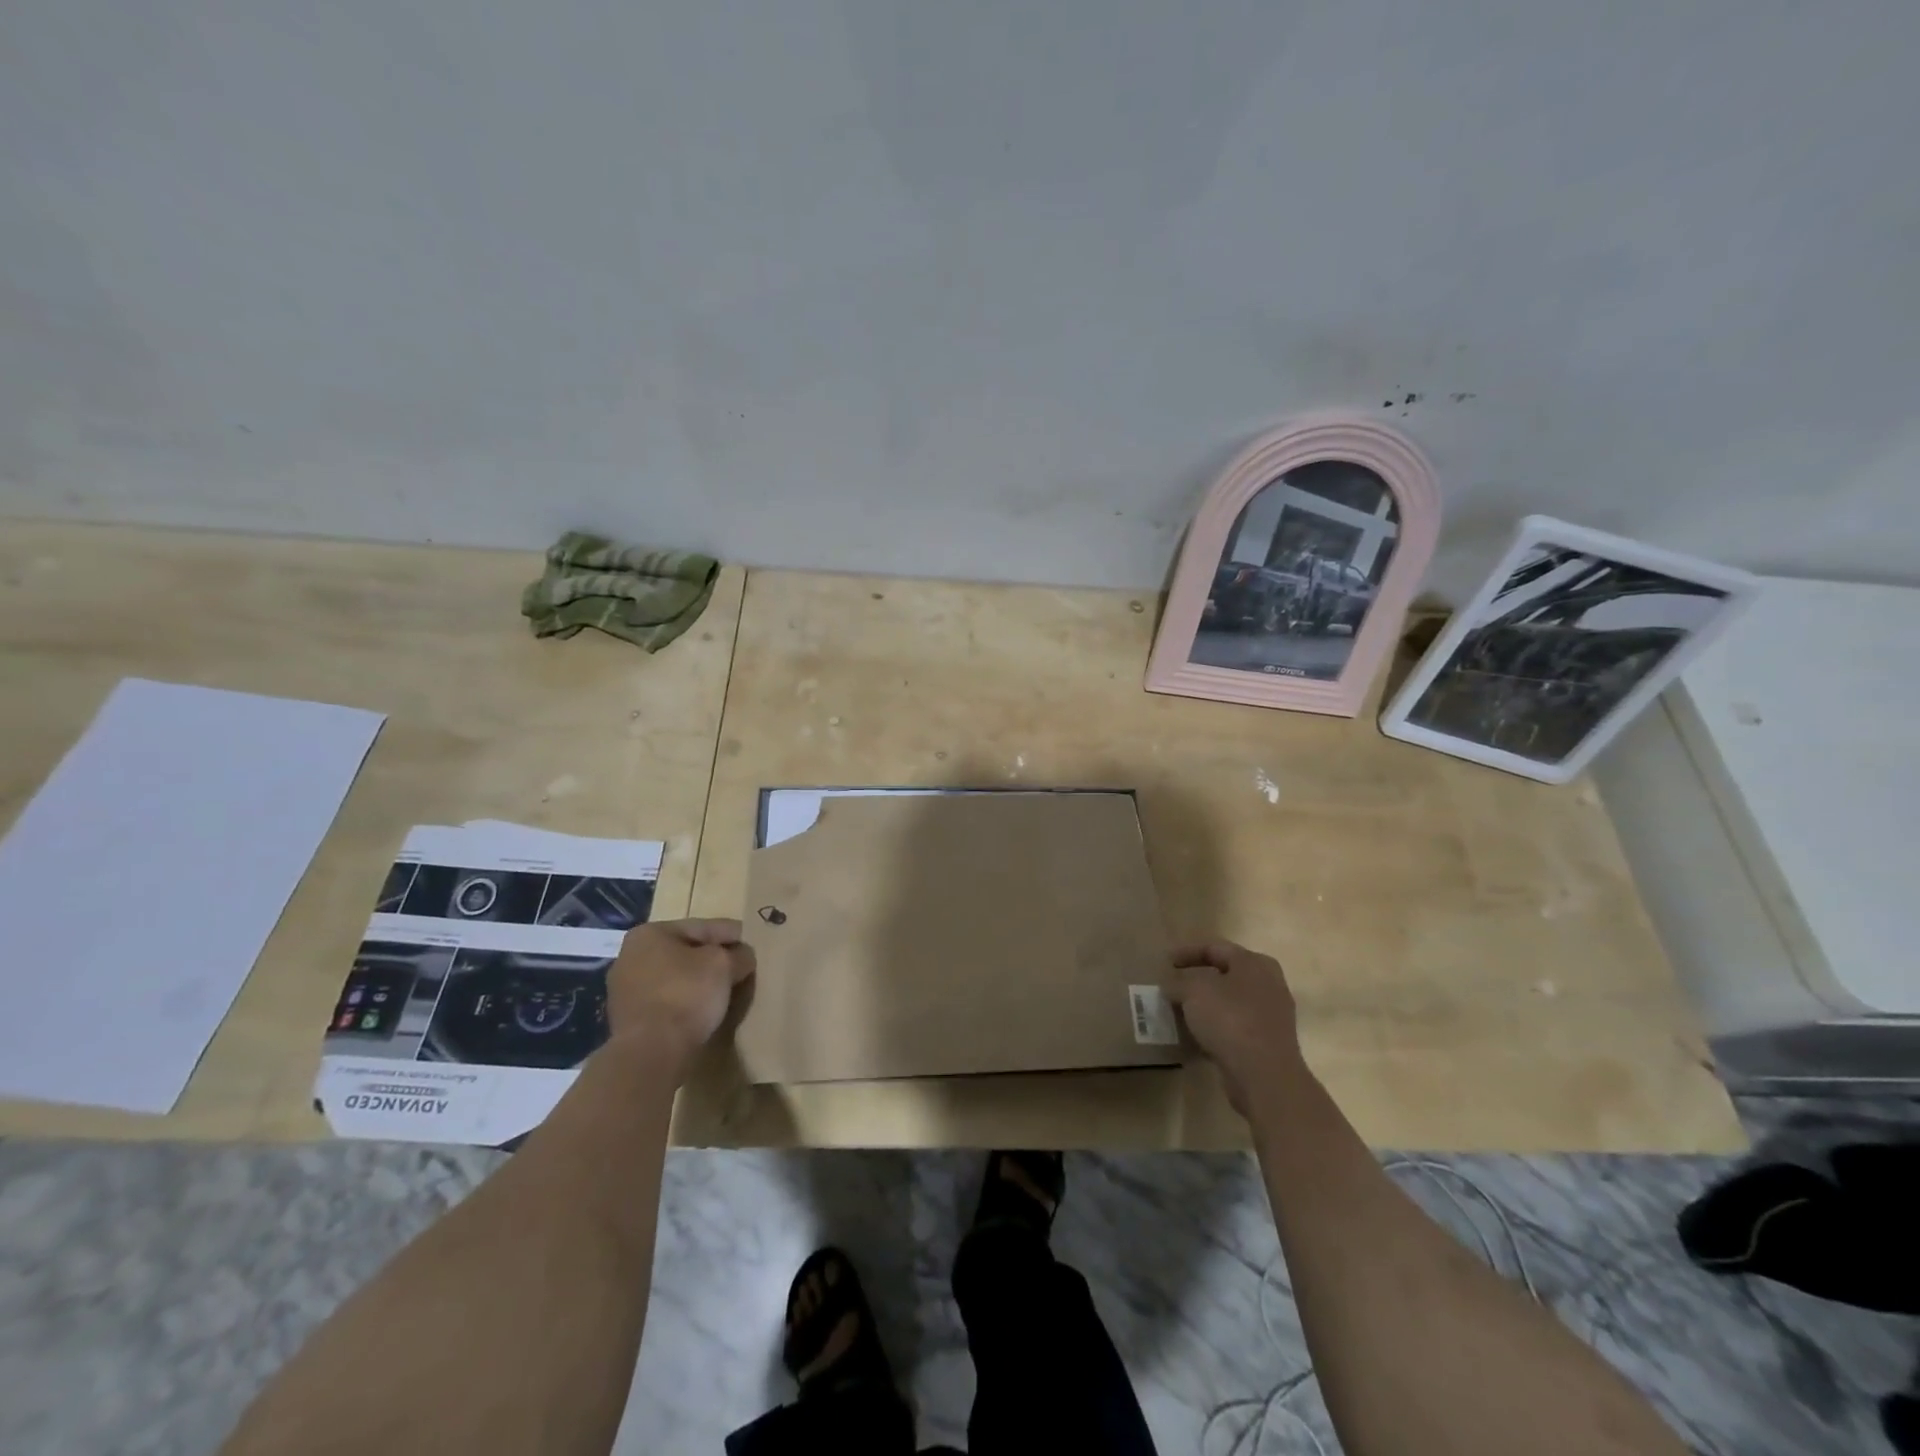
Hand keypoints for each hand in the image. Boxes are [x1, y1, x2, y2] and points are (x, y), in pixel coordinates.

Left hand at [606, 919, 755, 1078]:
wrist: (651, 1054)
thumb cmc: (686, 995)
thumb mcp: (724, 965)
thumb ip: (738, 954)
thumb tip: (743, 957)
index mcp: (649, 934)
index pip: (702, 927)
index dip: (731, 934)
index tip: (752, 941)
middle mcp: (630, 956)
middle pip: (686, 952)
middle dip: (713, 959)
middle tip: (742, 966)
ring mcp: (625, 991)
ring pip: (676, 978)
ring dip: (700, 982)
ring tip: (727, 990)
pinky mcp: (629, 1021)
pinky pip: (667, 1002)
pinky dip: (686, 1002)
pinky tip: (706, 1011)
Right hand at [1163, 940, 1300, 1113]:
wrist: (1265, 1076)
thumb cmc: (1230, 1020)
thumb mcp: (1194, 991)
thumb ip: (1178, 982)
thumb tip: (1171, 985)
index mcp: (1254, 963)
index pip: (1215, 948)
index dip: (1186, 952)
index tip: (1164, 962)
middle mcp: (1268, 984)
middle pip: (1225, 975)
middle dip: (1197, 979)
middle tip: (1174, 984)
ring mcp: (1271, 1016)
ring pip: (1230, 1002)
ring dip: (1205, 1005)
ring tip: (1180, 1011)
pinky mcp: (1268, 1043)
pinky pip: (1235, 1027)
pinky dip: (1215, 1028)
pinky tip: (1195, 1036)